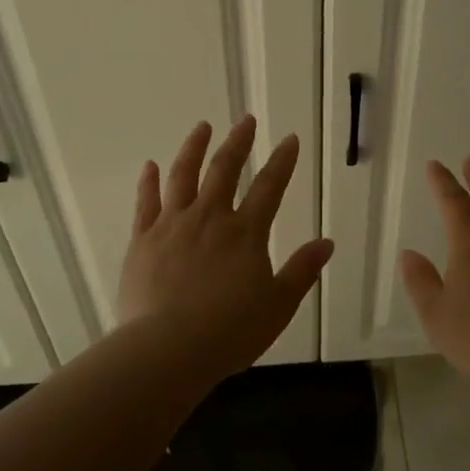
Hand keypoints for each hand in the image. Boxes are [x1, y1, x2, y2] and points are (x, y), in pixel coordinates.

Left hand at [118, 116, 333, 378]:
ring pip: (183, 176)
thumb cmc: (230, 331)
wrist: (167, 349)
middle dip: (238, 142)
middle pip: (225, 170)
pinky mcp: (142, 240)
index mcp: (245, 233)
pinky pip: (146, 203)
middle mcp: (210, 218)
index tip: (290, 139)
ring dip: (194, 148)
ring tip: (202, 127)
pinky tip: (151, 165)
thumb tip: (327, 243)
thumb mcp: (278, 305)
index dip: (282, 161)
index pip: (270, 187)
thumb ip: (302, 271)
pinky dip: (149, 182)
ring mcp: (172, 226)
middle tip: (246, 121)